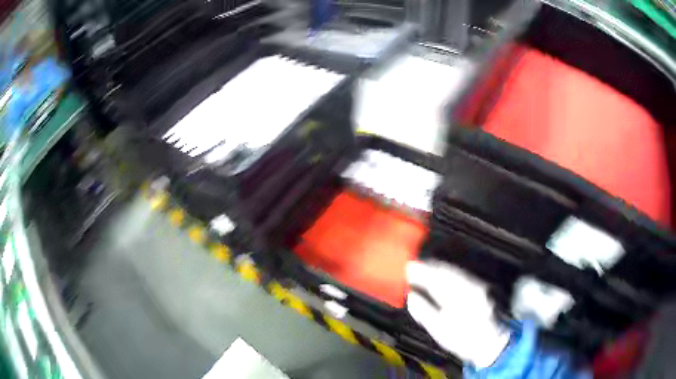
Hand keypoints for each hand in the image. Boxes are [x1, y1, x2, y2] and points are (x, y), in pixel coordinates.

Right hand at [406, 261, 509, 368]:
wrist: (488, 342)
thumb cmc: (462, 340)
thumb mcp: (439, 330)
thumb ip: (424, 312)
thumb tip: (412, 297)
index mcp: (457, 299)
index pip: (436, 280)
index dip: (420, 273)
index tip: (408, 269)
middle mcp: (468, 287)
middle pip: (445, 271)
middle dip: (427, 268)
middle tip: (412, 267)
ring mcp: (475, 286)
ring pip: (453, 271)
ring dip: (437, 269)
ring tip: (422, 269)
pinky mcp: (478, 287)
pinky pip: (459, 275)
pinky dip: (447, 273)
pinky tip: (440, 276)